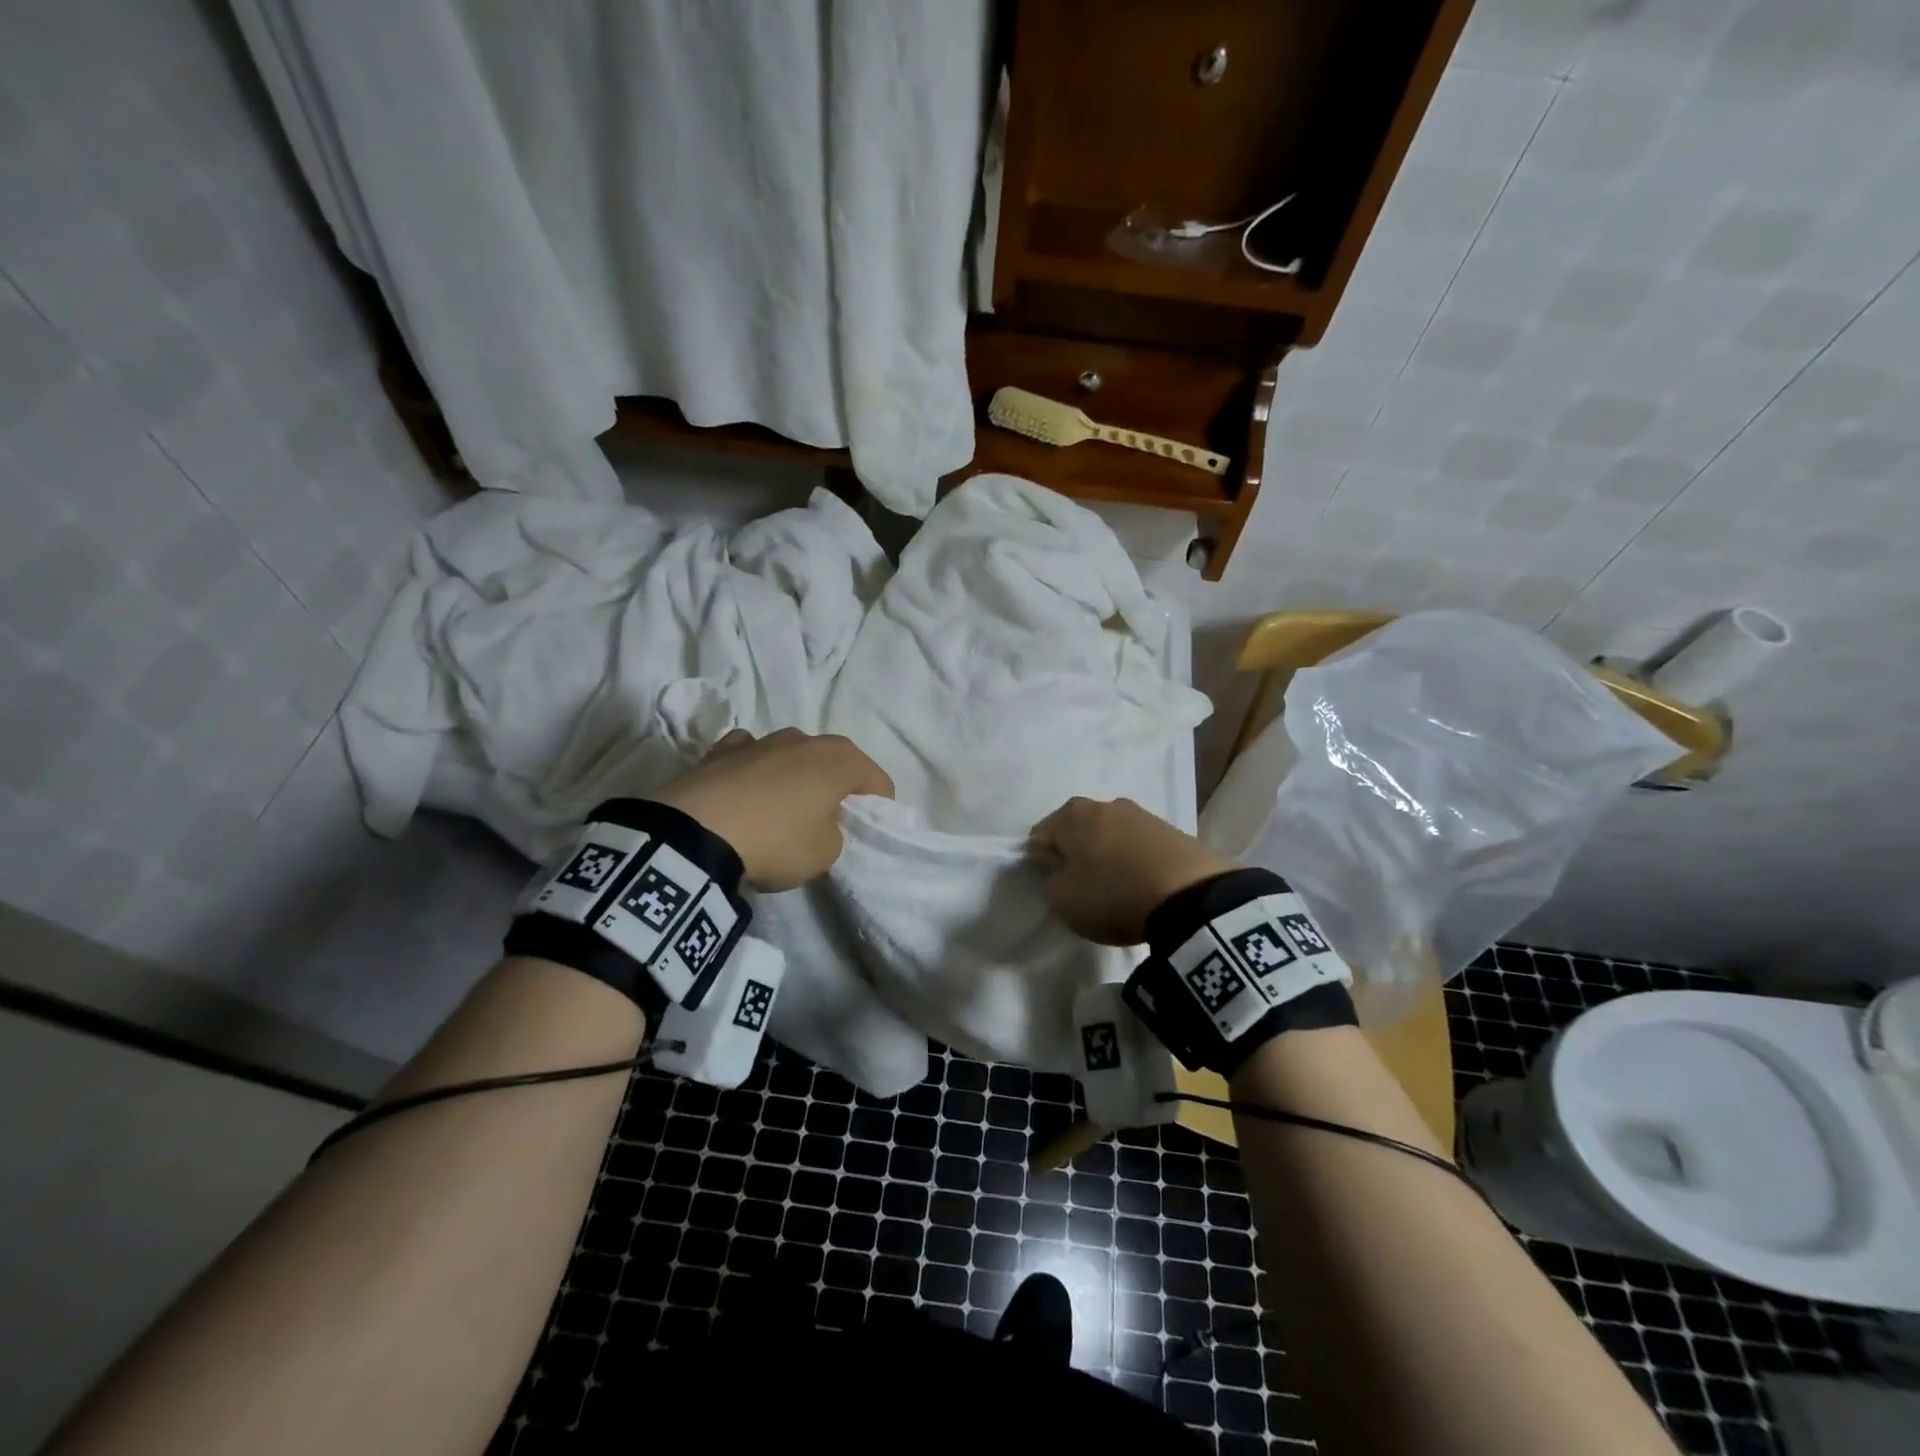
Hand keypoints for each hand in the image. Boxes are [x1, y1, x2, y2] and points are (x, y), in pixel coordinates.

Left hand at [651, 728, 893, 891]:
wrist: (696, 835)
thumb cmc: (776, 841)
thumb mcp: (826, 852)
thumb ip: (834, 831)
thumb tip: (818, 822)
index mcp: (838, 758)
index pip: (877, 780)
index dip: (878, 808)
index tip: (866, 832)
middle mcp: (803, 739)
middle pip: (833, 762)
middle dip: (836, 787)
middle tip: (828, 821)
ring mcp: (759, 740)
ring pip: (790, 757)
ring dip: (794, 778)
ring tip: (781, 811)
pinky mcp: (719, 752)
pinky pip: (749, 758)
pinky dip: (753, 773)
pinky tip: (744, 795)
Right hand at [1029, 797, 1234, 945]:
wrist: (1190, 897)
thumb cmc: (1113, 895)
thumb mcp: (1063, 901)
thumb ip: (1051, 883)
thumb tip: (1061, 873)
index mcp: (1072, 815)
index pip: (1041, 834)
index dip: (1039, 858)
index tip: (1048, 882)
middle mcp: (1105, 805)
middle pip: (1079, 828)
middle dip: (1076, 850)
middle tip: (1079, 881)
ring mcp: (1143, 815)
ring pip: (1112, 833)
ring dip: (1108, 852)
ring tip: (1114, 884)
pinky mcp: (1173, 831)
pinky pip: (1141, 845)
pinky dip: (1136, 859)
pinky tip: (1141, 882)